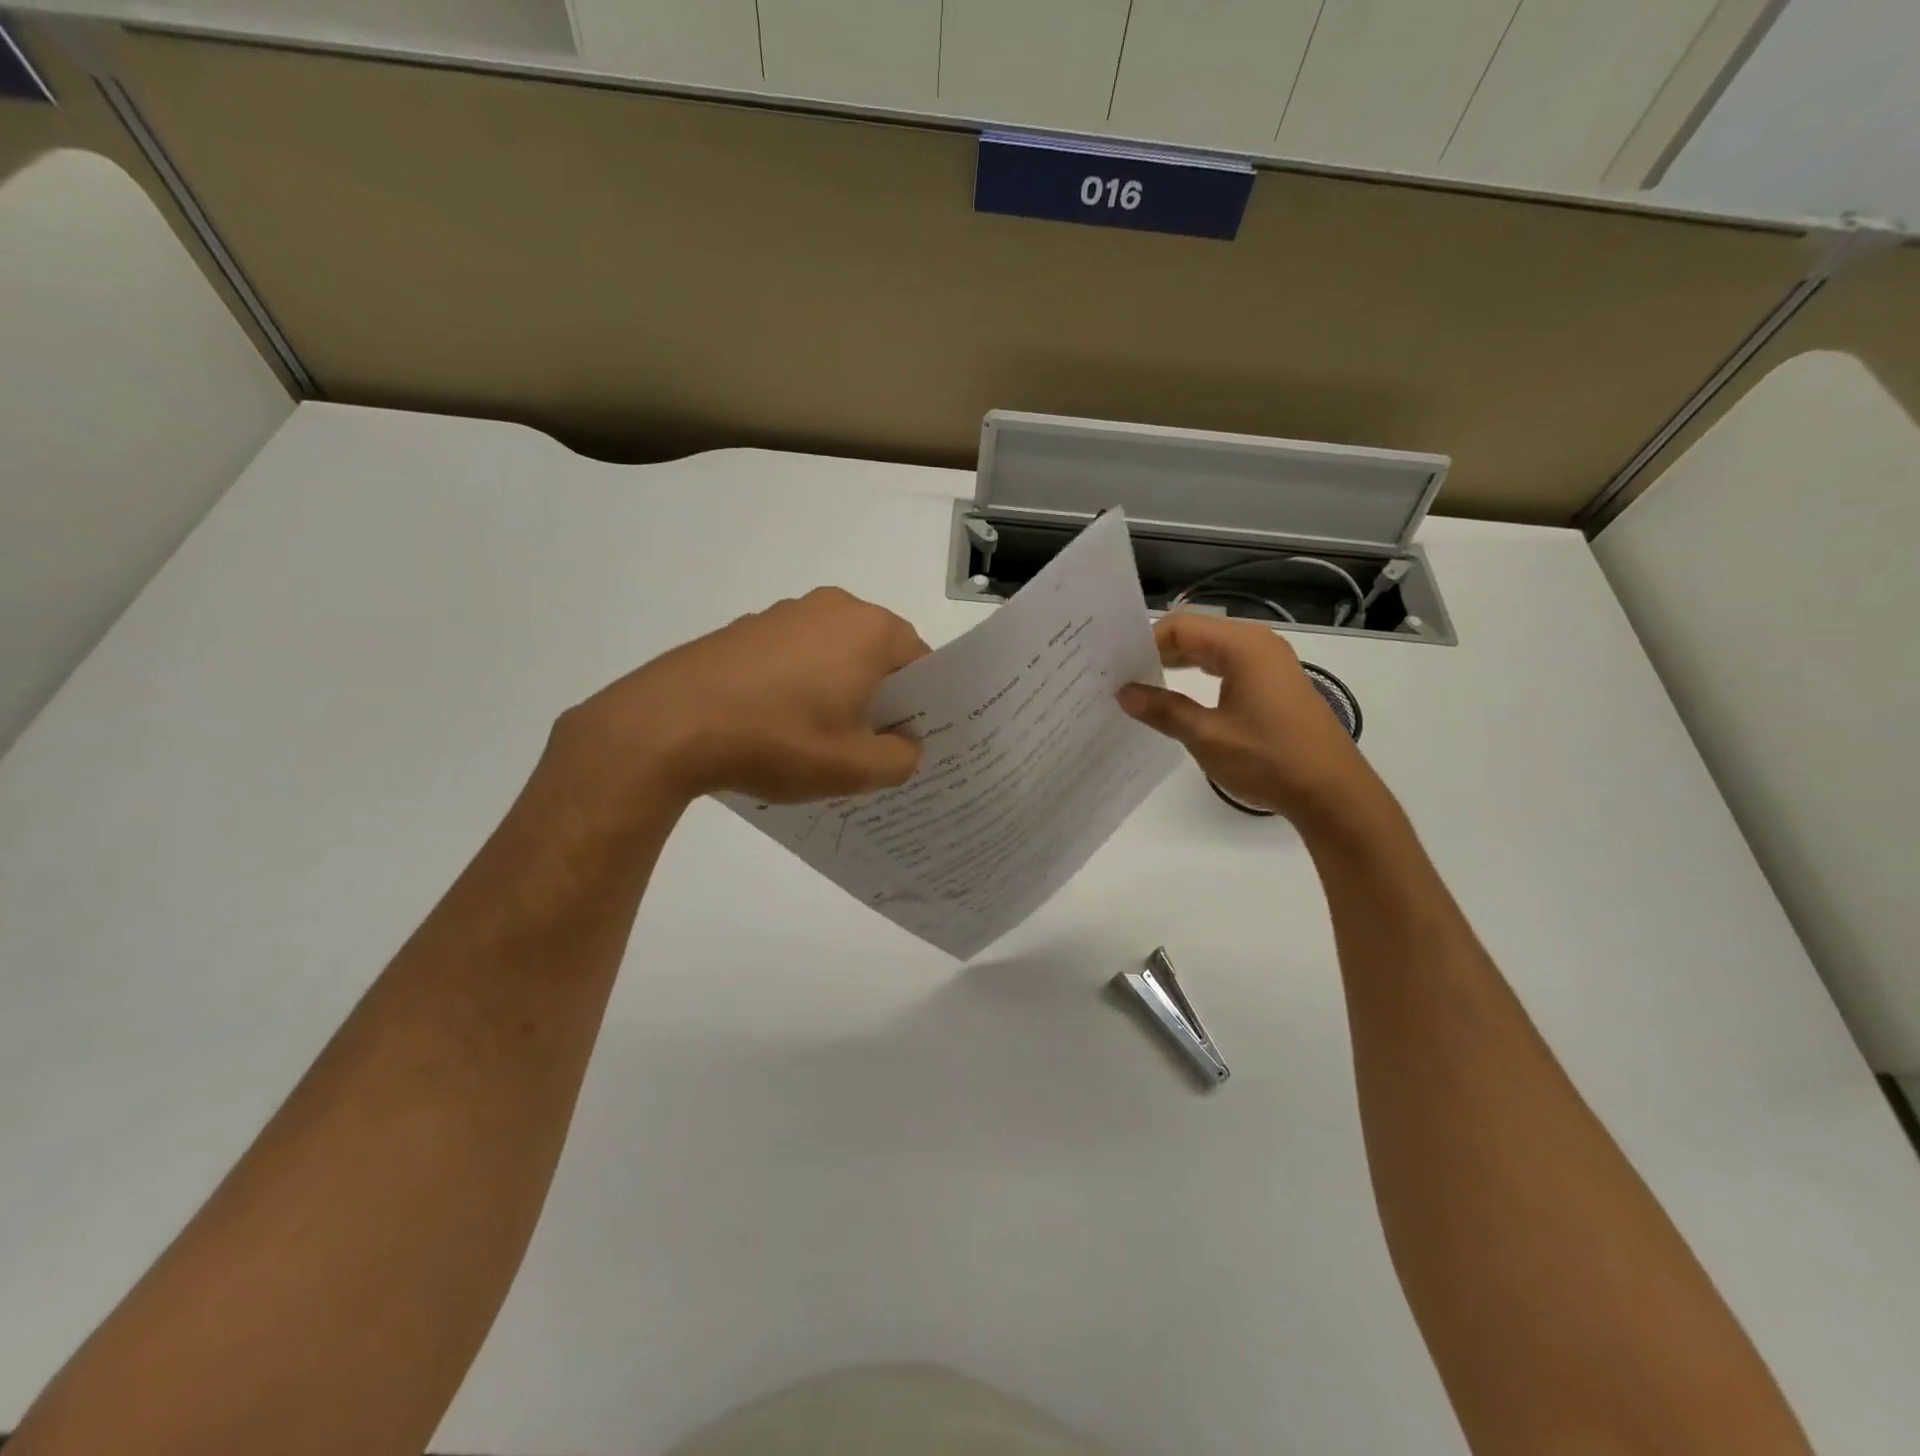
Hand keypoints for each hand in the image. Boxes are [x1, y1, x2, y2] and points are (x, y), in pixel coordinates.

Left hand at [551, 588, 929, 807]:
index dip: (923, 705)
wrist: (668, 725)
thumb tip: (906, 746)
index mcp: (870, 630)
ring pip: (835, 655)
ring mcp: (784, 614)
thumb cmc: (777, 740)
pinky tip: (779, 726)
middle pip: (878, 656)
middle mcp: (832, 608)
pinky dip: (800, 686)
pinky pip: (795, 657)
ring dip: (840, 692)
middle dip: (881, 698)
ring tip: (822, 741)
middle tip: (873, 747)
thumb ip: (900, 759)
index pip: (922, 663)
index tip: (912, 741)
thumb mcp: (853, 768)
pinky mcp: (746, 630)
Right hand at [1117, 613, 1381, 822]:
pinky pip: (1229, 668)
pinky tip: (1181, 700)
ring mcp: (1271, 664)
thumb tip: (1124, 693)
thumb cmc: (1268, 759)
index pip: (1180, 627)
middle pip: (1196, 635)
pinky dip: (1201, 678)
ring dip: (1178, 667)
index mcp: (1242, 646)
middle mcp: (1258, 645)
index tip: (1117, 668)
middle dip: (1158, 653)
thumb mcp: (1206, 736)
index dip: (1145, 643)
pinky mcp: (1276, 685)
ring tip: (1144, 688)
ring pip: (1212, 652)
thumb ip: (1163, 710)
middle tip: (1122, 677)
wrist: (1332, 792)